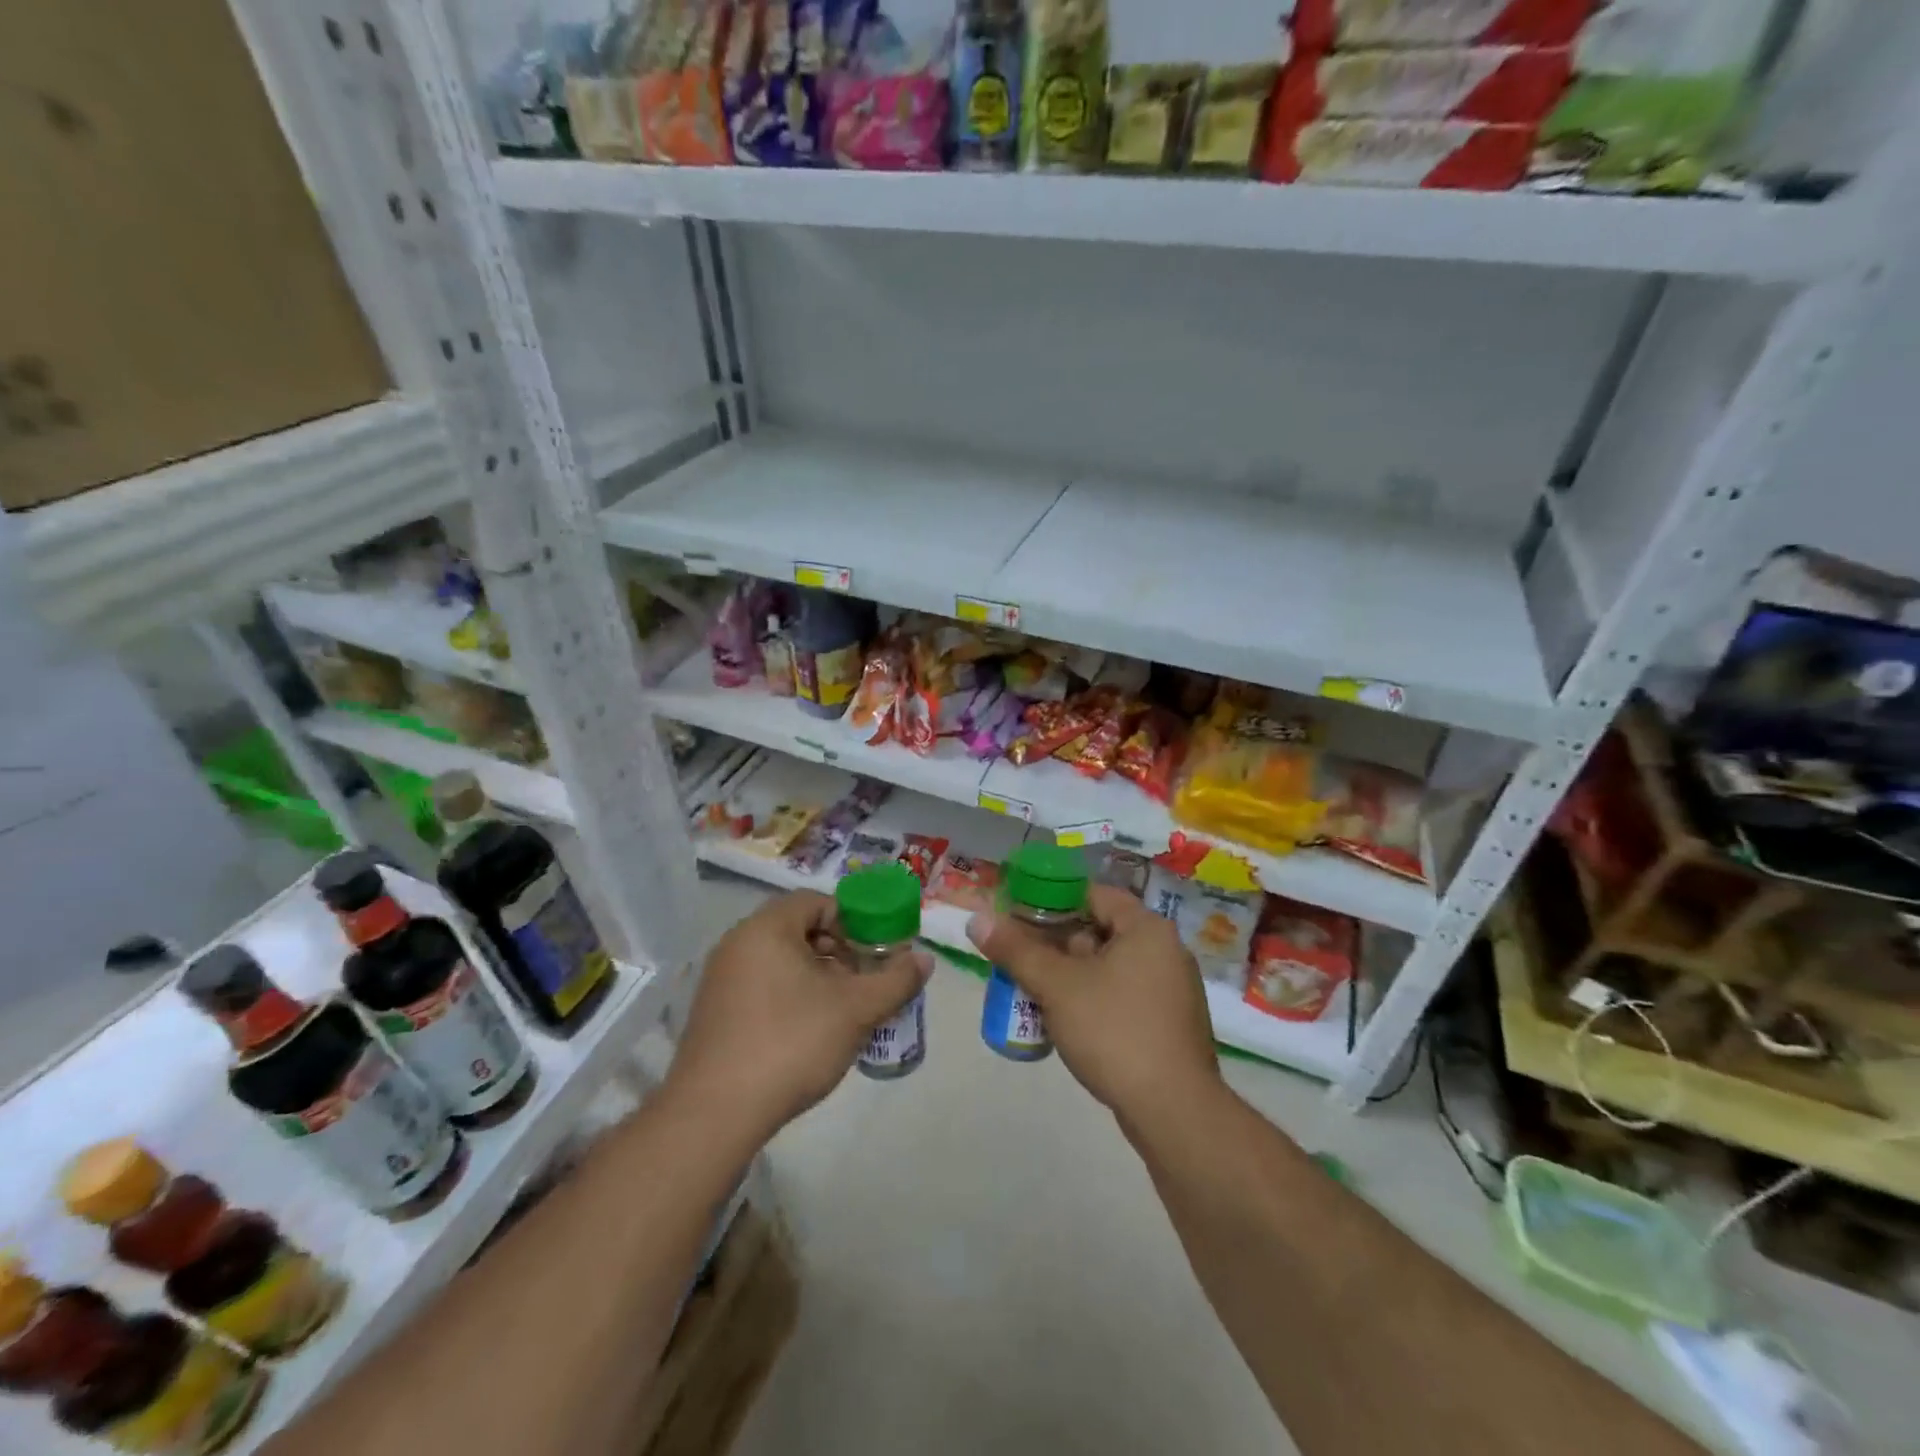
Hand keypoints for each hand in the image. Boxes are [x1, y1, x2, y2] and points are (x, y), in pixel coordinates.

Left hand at [663, 891, 932, 1143]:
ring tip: (843, 1012)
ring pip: (782, 962)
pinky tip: (809, 1035)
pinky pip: (761, 988)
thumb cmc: (790, 1044)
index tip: (875, 953)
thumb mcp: (856, 1010)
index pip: (817, 901)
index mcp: (767, 928)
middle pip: (800, 930)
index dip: (854, 921)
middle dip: (839, 952)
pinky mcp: (713, 1014)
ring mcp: (720, 980)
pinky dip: (791, 998)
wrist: (714, 1115)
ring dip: (818, 978)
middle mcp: (737, 943)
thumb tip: (924, 960)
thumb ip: (896, 980)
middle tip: (863, 983)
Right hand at [966, 885, 1221, 1133]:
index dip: (1052, 901)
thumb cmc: (1114, 1031)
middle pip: (1100, 931)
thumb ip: (1016, 950)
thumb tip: (977, 919)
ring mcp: (1172, 990)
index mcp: (1147, 928)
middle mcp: (1166, 950)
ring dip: (1071, 975)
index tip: (1017, 916)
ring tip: (1032, 990)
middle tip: (1018, 958)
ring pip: (1109, 967)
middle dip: (1056, 944)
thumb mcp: (1057, 986)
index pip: (1093, 895)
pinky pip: (1123, 996)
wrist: (1174, 1111)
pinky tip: (1065, 1022)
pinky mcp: (1169, 1025)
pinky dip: (1093, 1000)